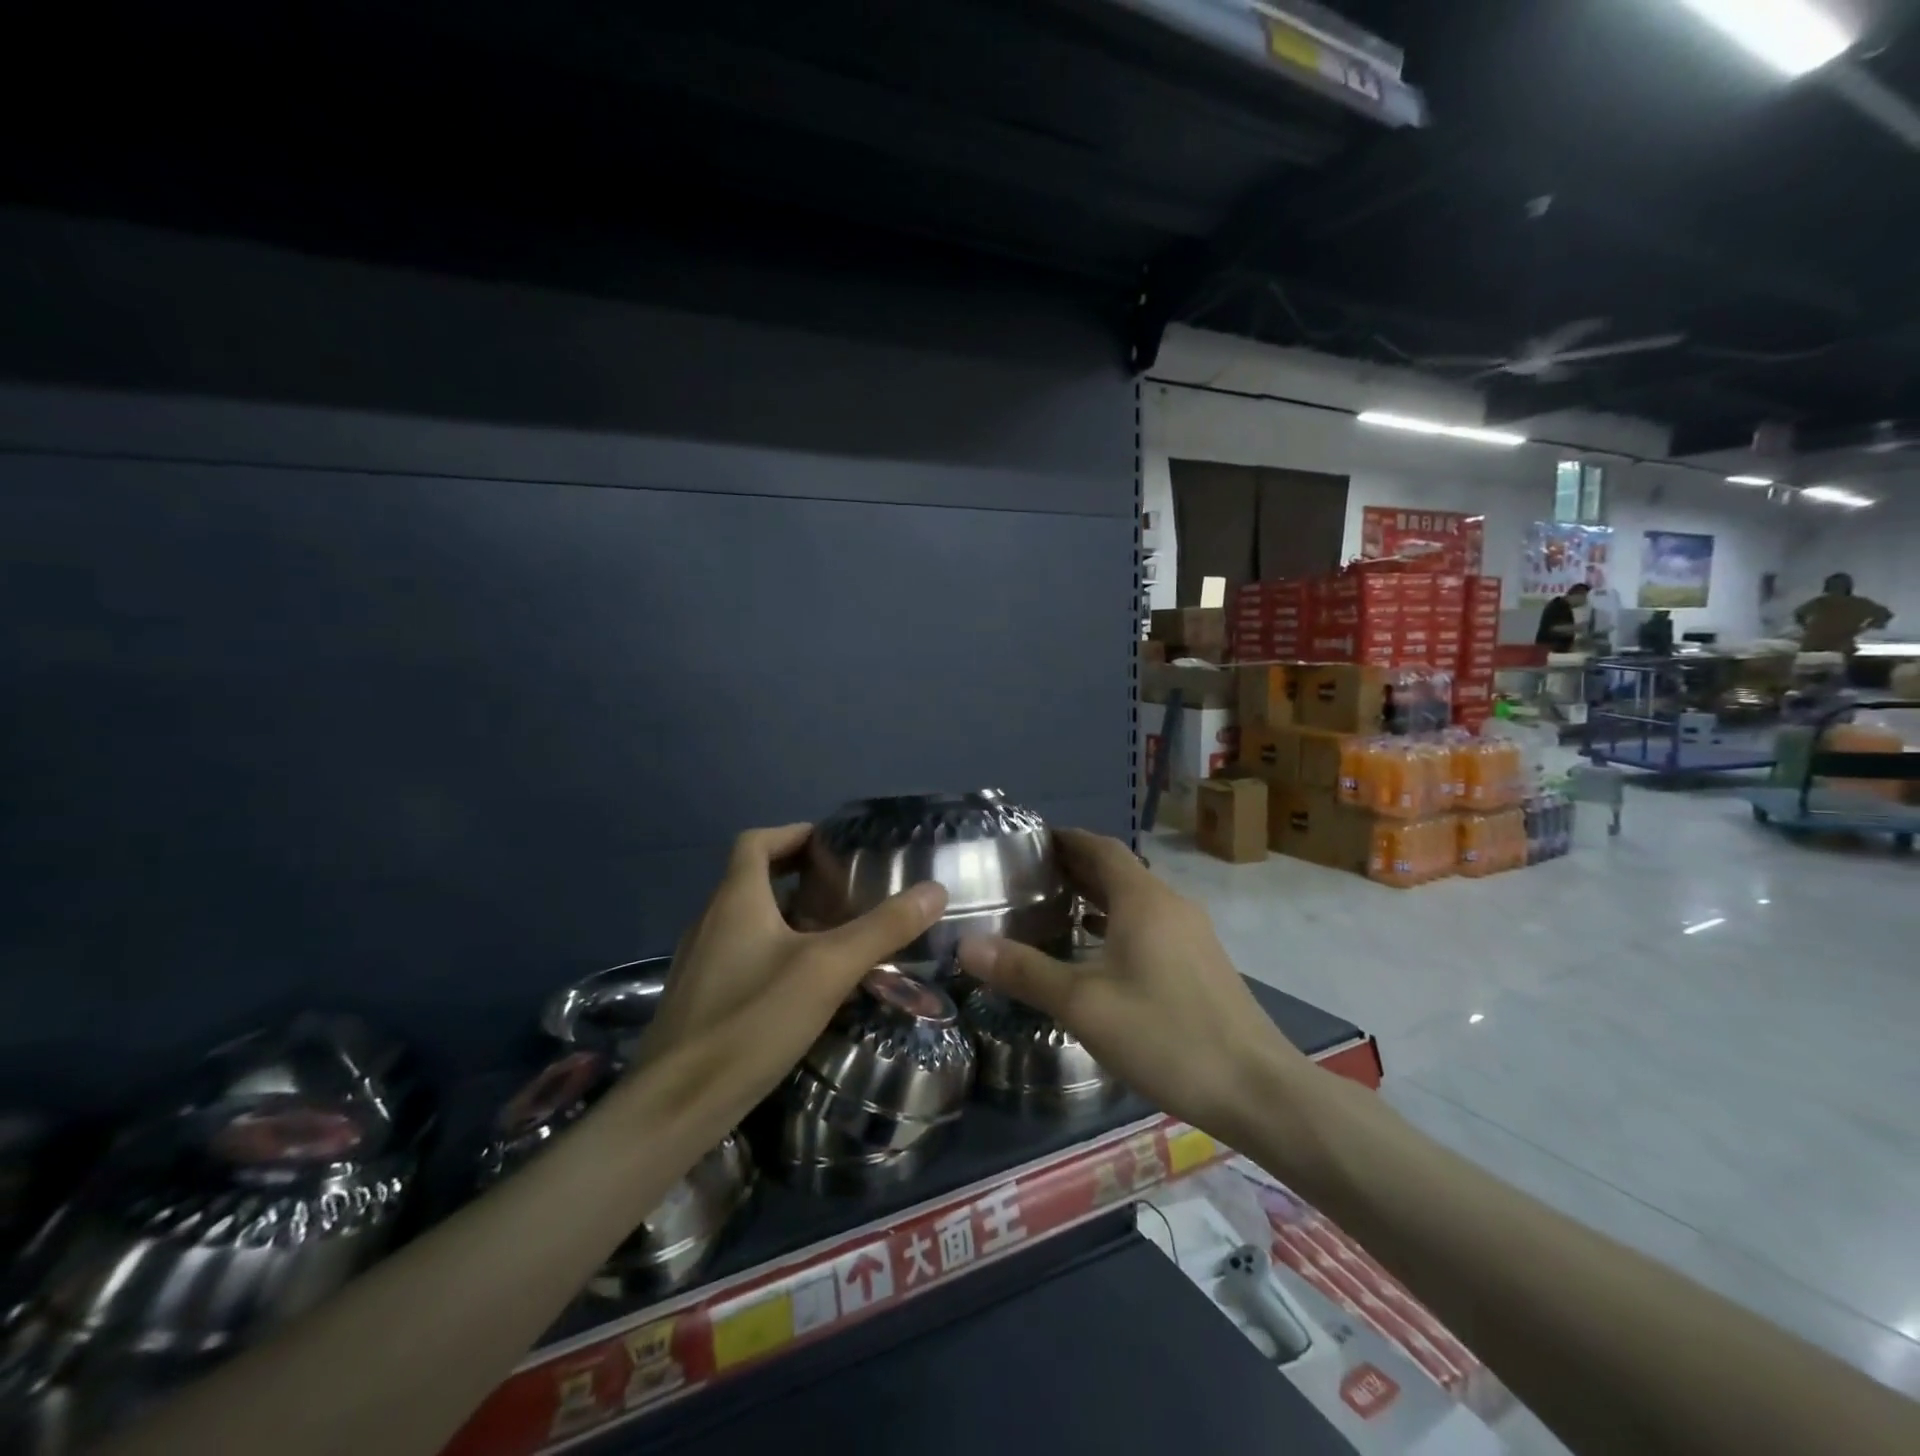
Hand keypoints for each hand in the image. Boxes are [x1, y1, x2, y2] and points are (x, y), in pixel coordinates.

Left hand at [635, 824, 947, 1125]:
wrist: (675, 1107)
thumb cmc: (752, 1021)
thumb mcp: (828, 970)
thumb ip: (883, 928)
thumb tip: (935, 890)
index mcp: (735, 899)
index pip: (756, 842)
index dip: (792, 834)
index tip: (830, 845)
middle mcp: (711, 920)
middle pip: (752, 879)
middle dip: (798, 876)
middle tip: (844, 891)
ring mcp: (699, 962)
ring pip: (747, 920)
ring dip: (787, 915)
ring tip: (833, 934)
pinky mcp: (699, 998)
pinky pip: (740, 955)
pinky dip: (772, 951)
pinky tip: (802, 986)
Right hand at [956, 829, 1306, 1141]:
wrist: (1257, 1088)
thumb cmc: (1166, 1035)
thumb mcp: (1084, 1005)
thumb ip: (1025, 972)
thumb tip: (966, 945)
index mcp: (1143, 899)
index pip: (1099, 847)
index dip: (1064, 839)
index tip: (1027, 841)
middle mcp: (1170, 904)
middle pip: (1117, 870)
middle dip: (1074, 866)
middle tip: (1027, 875)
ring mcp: (1191, 934)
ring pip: (1134, 899)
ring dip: (1096, 895)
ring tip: (1053, 907)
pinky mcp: (1200, 962)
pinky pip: (1149, 924)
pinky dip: (1117, 922)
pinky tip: (1097, 951)